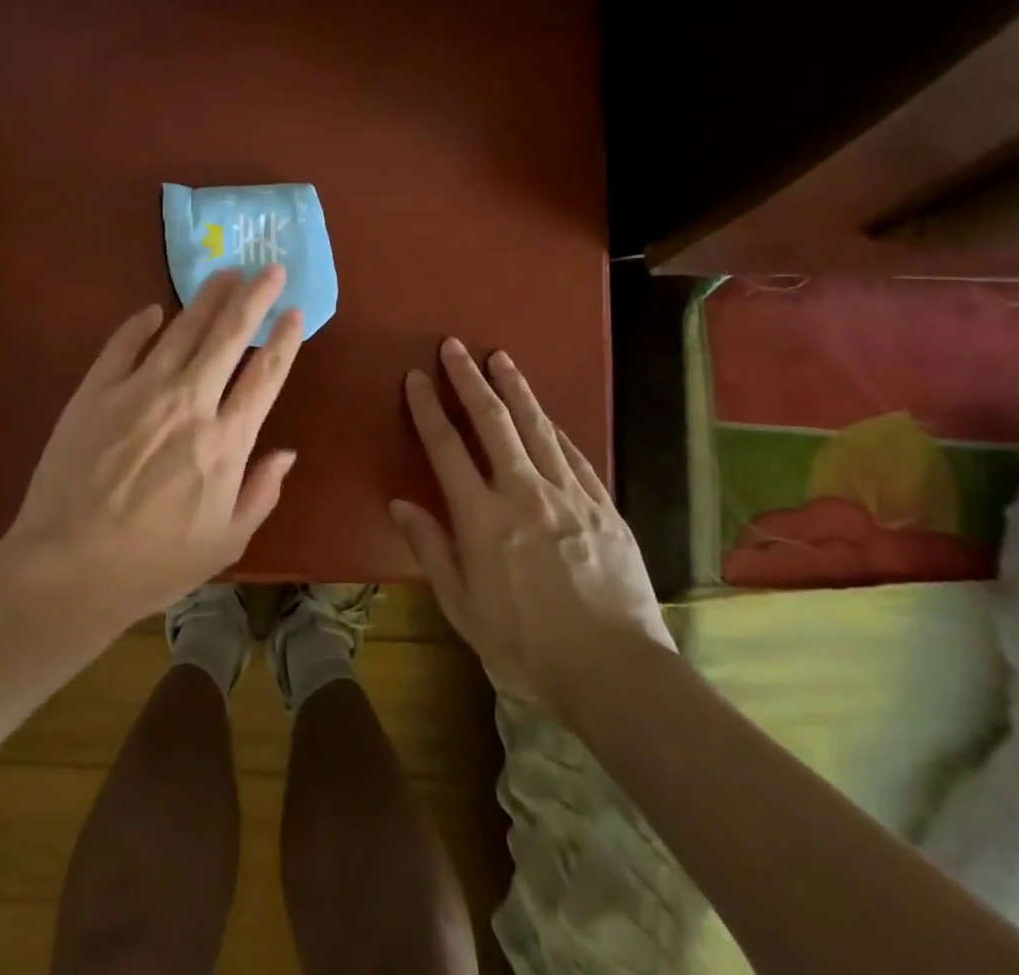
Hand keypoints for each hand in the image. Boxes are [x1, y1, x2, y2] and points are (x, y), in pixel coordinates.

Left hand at [0, 266, 304, 625]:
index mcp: (226, 441)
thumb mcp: (226, 542)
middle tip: (269, 268)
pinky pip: (123, 343)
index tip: (296, 311)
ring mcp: (140, 391)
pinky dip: (141, 323)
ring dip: (208, 297)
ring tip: (225, 272)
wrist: (68, 569)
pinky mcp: (96, 390)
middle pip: (230, 335)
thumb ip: (261, 492)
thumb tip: (287, 452)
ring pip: (183, 329)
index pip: (266, 375)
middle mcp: (189, 402)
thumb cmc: (154, 564)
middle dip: (255, 297)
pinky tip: (154, 309)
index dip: (285, 339)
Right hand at [392, 339, 674, 711]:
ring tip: (500, 357)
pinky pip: (574, 454)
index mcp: (482, 517)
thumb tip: (401, 503)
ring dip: (515, 388)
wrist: (617, 672)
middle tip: (454, 346)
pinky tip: (546, 414)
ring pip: (536, 426)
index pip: (446, 447)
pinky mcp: (602, 506)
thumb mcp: (463, 608)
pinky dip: (554, 428)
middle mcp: (523, 492)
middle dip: (469, 379)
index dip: (428, 408)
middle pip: (492, 421)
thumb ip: (431, 549)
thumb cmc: (527, 647)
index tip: (416, 377)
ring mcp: (568, 495)